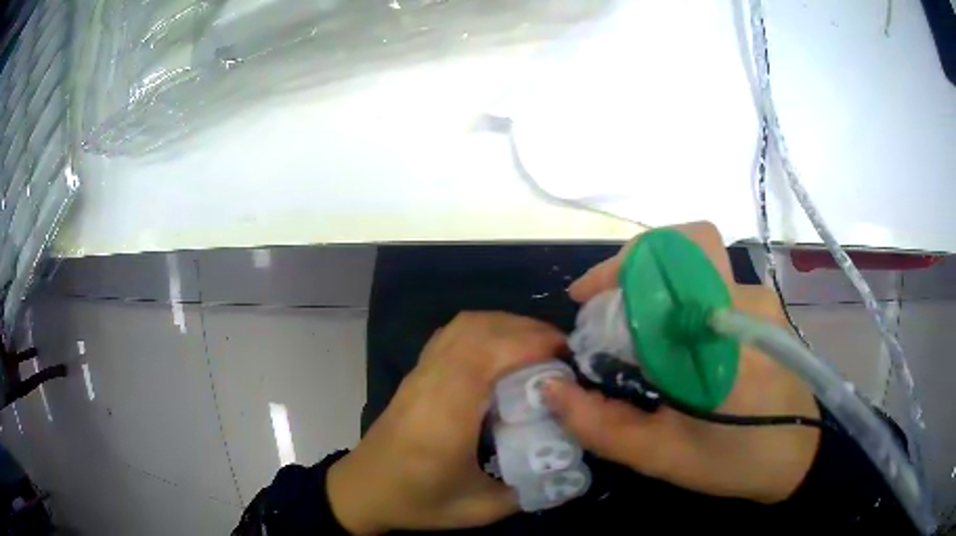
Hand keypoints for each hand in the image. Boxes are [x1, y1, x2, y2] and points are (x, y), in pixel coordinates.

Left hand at [327, 312, 565, 533]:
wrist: (363, 490)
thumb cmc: (417, 502)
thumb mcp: (479, 510)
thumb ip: (529, 490)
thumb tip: (571, 469)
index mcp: (447, 415)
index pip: (488, 354)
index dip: (531, 343)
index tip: (567, 357)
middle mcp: (432, 382)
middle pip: (480, 329)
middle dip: (528, 330)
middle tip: (562, 353)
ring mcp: (420, 373)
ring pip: (465, 324)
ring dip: (507, 325)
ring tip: (538, 347)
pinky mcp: (416, 372)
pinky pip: (453, 333)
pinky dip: (485, 328)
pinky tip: (502, 349)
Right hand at [545, 222, 819, 503]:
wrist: (799, 457)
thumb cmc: (735, 461)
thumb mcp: (663, 456)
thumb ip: (603, 425)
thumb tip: (552, 388)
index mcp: (726, 341)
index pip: (675, 265)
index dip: (622, 269)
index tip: (586, 299)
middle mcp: (748, 304)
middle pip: (686, 247)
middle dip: (634, 265)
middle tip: (604, 306)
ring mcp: (762, 300)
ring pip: (698, 265)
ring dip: (658, 284)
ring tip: (634, 328)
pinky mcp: (766, 306)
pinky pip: (714, 283)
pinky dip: (681, 297)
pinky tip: (673, 337)